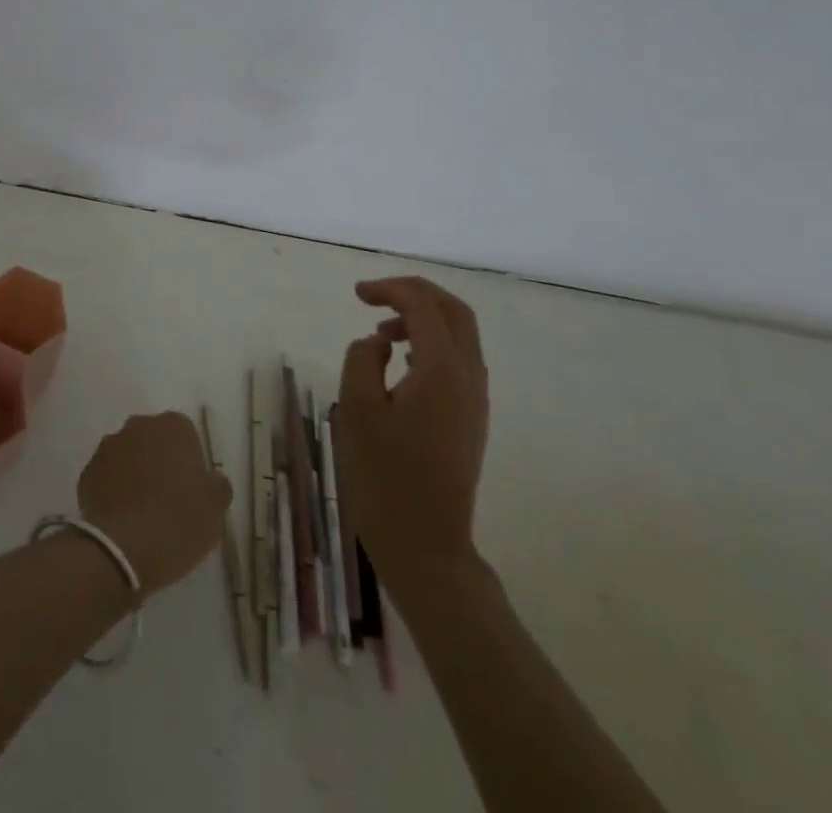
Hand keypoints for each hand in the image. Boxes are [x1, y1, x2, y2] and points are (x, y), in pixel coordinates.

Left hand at [77, 411, 231, 598]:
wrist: (124, 549)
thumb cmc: (179, 520)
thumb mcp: (214, 506)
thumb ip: (215, 485)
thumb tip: (210, 481)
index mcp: (173, 426)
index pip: (185, 435)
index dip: (189, 462)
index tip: (192, 490)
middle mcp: (138, 426)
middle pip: (153, 441)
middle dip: (159, 462)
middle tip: (168, 499)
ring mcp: (108, 447)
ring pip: (127, 457)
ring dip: (134, 475)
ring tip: (143, 512)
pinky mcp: (87, 472)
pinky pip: (106, 478)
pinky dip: (114, 492)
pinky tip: (122, 519)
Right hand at [335, 277, 488, 569]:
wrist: (426, 542)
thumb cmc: (385, 474)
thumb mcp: (356, 407)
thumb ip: (362, 358)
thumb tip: (379, 342)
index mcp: (442, 369)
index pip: (423, 306)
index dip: (390, 289)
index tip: (357, 294)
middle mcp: (469, 377)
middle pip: (454, 311)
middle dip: (415, 293)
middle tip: (375, 296)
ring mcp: (476, 399)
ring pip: (460, 335)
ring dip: (423, 319)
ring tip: (381, 332)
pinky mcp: (471, 417)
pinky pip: (459, 360)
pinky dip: (431, 343)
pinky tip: (400, 360)